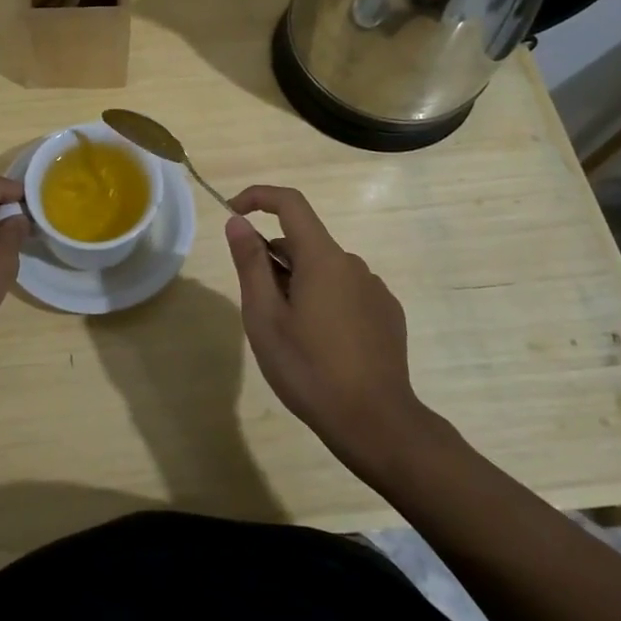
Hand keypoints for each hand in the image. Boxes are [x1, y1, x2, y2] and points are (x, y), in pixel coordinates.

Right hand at [224, 185, 435, 475]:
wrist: (377, 422)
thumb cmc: (310, 369)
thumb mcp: (265, 317)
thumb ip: (250, 263)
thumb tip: (238, 222)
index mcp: (322, 258)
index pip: (290, 203)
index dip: (258, 197)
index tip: (233, 212)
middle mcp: (352, 263)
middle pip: (303, 243)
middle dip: (274, 260)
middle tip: (258, 308)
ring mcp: (374, 289)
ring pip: (324, 270)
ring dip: (299, 285)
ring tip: (289, 335)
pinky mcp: (387, 314)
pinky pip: (346, 292)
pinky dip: (325, 302)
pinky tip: (322, 346)